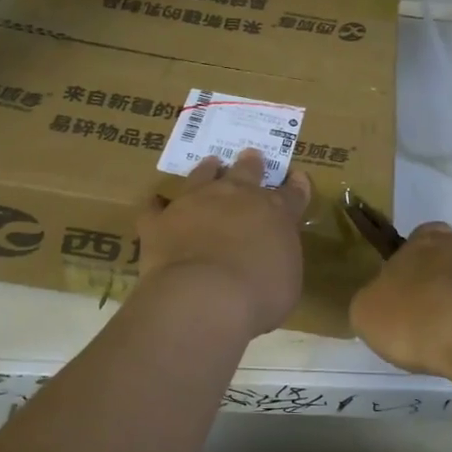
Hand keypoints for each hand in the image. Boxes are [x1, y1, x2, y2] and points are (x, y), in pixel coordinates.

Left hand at [138, 150, 312, 337]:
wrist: (204, 295)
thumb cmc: (259, 294)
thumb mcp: (287, 281)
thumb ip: (279, 260)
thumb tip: (271, 258)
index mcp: (274, 213)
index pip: (291, 194)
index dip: (296, 186)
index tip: (296, 176)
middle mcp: (235, 198)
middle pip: (246, 172)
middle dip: (251, 164)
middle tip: (251, 156)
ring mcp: (194, 203)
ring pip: (202, 176)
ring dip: (207, 170)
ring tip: (210, 163)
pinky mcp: (160, 221)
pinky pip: (155, 208)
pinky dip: (157, 207)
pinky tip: (156, 205)